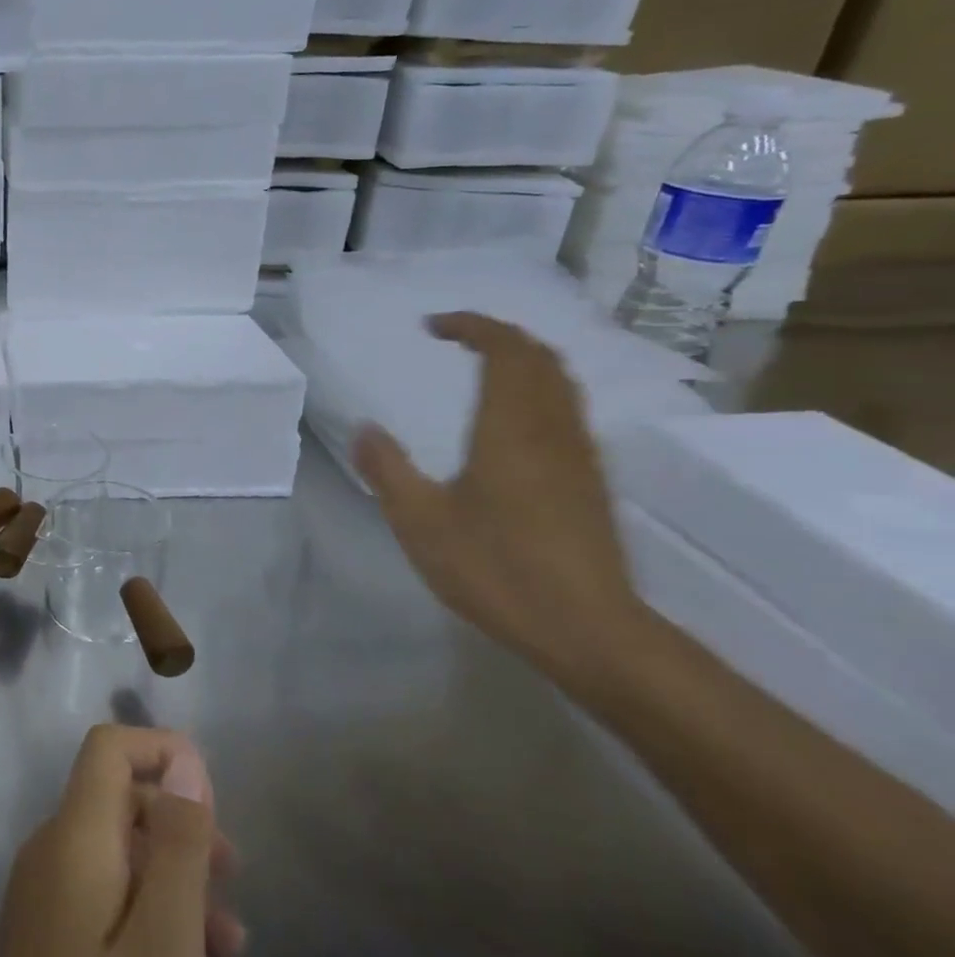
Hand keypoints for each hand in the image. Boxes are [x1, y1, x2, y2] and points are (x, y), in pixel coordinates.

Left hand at [0, 725, 240, 956]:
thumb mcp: (166, 947)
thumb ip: (177, 844)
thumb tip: (183, 756)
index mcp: (71, 839)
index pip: (108, 749)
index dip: (160, 751)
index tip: (214, 799)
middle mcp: (47, 856)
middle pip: (116, 803)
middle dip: (179, 826)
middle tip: (235, 879)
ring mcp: (40, 906)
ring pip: (116, 861)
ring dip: (173, 884)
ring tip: (229, 947)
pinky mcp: (43, 953)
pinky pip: (101, 907)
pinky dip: (148, 920)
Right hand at [351, 311, 647, 694]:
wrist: (589, 630)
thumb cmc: (497, 569)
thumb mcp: (420, 522)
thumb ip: (387, 469)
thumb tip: (365, 429)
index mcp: (511, 429)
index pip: (506, 350)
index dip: (473, 326)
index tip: (433, 326)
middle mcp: (553, 430)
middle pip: (541, 358)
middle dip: (500, 336)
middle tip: (457, 338)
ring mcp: (580, 456)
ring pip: (561, 384)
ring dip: (524, 362)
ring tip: (483, 369)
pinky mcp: (592, 483)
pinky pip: (567, 411)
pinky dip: (538, 391)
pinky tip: (512, 423)